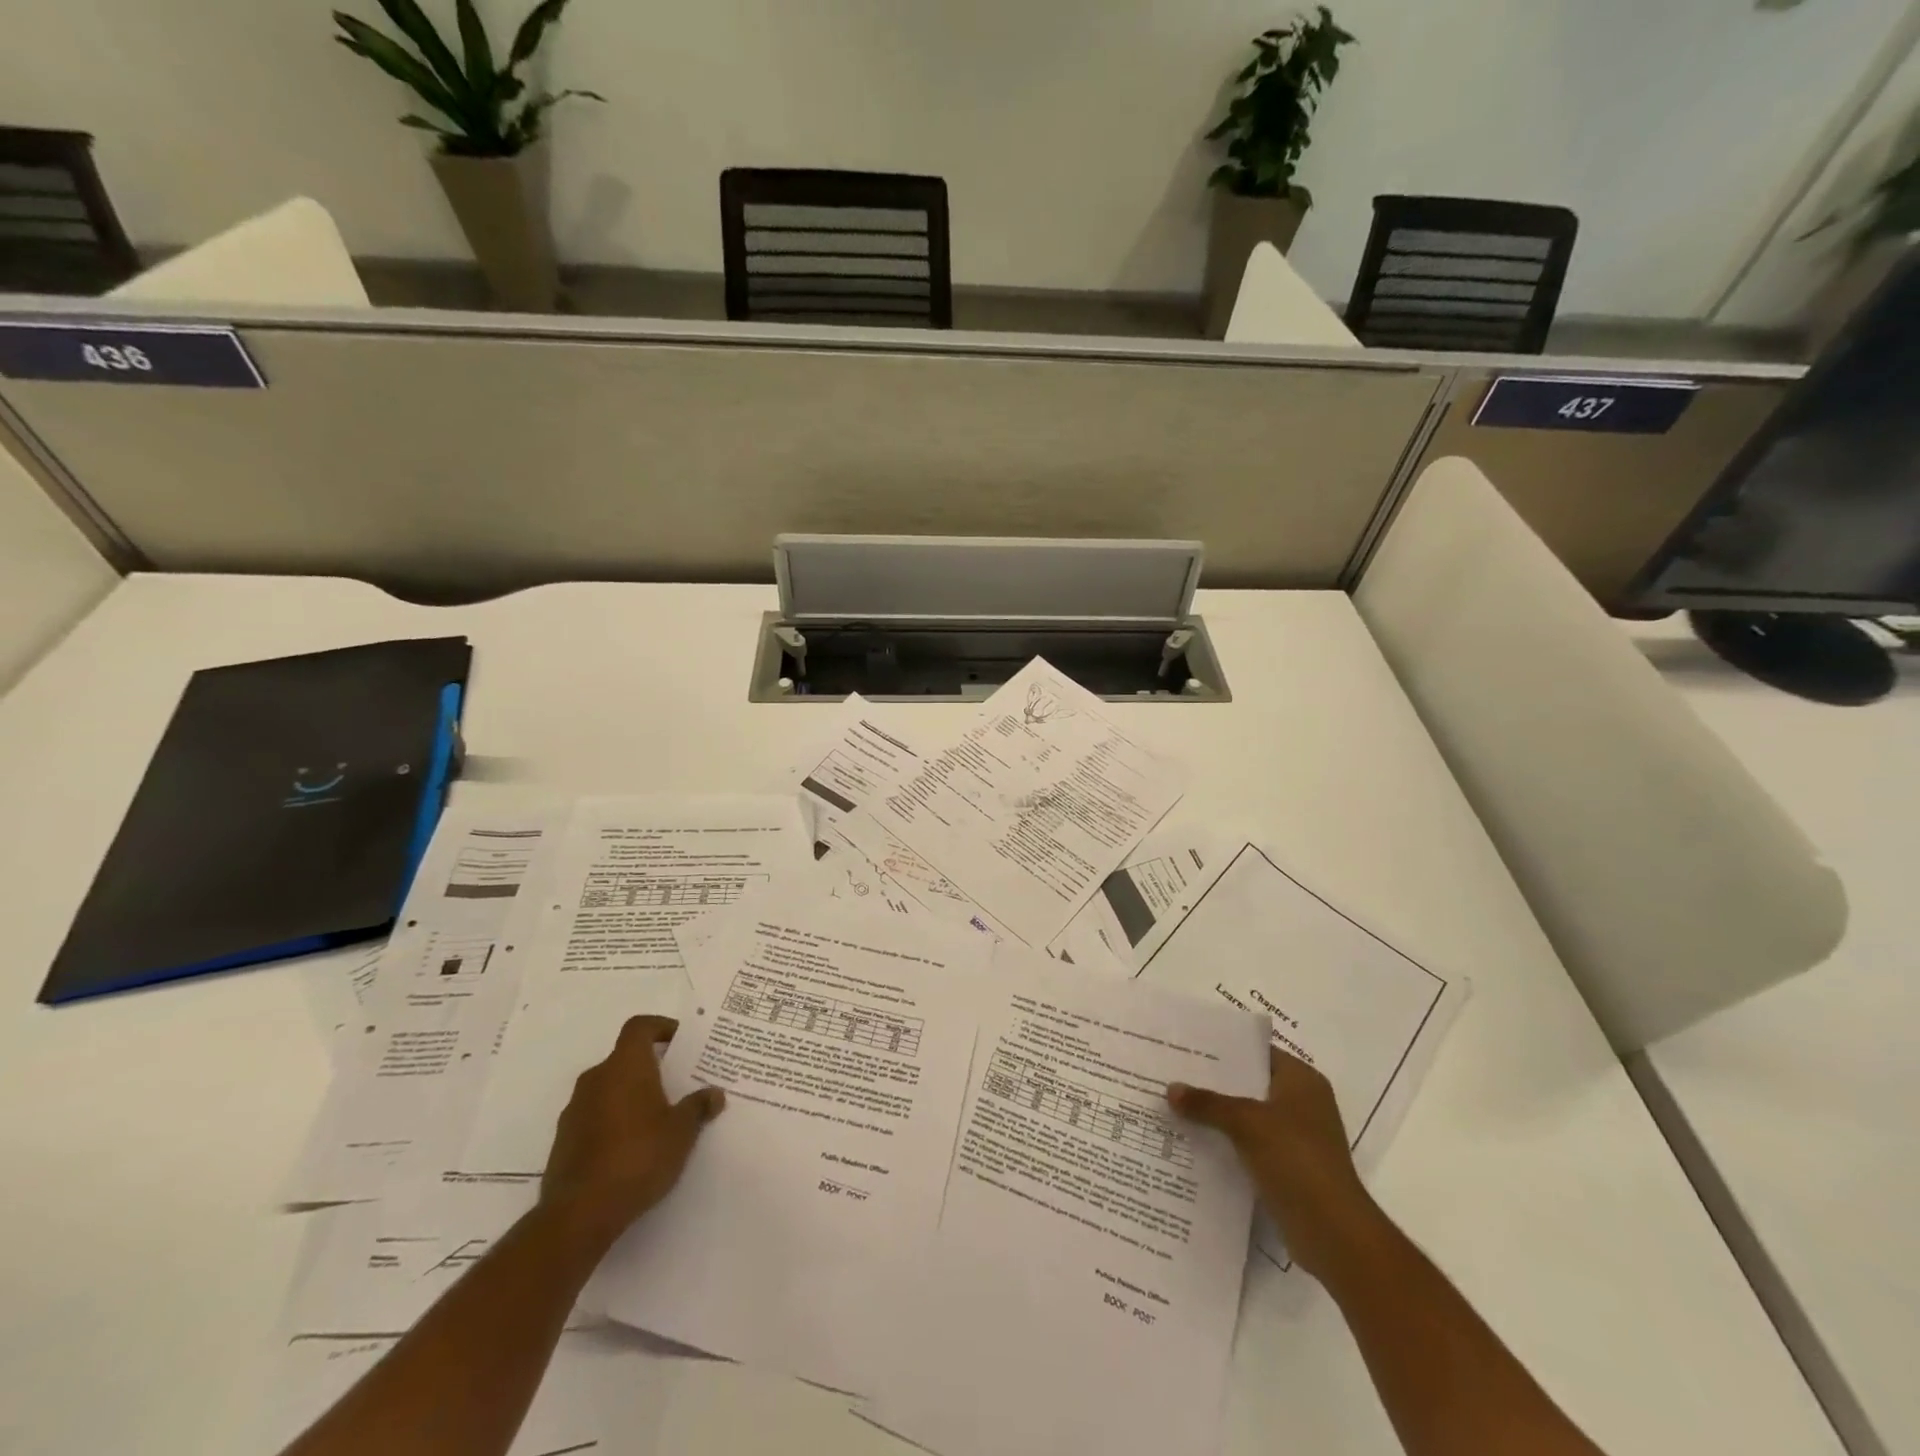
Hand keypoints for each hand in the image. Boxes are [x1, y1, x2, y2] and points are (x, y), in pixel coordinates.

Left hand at [540, 1015, 724, 1248]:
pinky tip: (631, 1147)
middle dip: (649, 1067)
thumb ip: (698, 1107)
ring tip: (656, 1119)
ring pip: (608, 1088)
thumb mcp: (681, 1132)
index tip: (680, 1041)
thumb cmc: (638, 1157)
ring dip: (630, 1096)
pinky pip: (594, 1116)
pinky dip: (613, 1121)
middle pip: (624, 1058)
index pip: (639, 1027)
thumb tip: (714, 1093)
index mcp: (625, 1066)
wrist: (579, 1214)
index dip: (660, 1027)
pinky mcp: (563, 1141)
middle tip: (676, 1083)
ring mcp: (574, 1110)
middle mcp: (596, 1079)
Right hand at [1168, 1047, 1379, 1280]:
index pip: (1257, 1051)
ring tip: (1176, 1105)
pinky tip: (1194, 1141)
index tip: (1188, 1045)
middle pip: (1250, 1083)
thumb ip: (1208, 1103)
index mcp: (1302, 1080)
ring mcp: (1297, 1138)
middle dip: (1214, 1082)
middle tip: (1173, 1073)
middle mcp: (1302, 1103)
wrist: (1333, 1233)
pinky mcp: (1289, 1168)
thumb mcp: (1246, 1123)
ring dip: (1218, 1115)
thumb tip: (1170, 1089)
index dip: (1224, 1048)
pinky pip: (1250, 1144)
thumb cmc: (1296, 1160)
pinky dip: (1228, 1142)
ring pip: (1248, 1116)